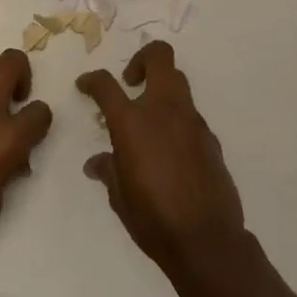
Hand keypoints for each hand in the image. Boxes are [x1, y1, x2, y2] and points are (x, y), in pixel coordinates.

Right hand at [77, 41, 247, 280]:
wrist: (206, 240)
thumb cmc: (153, 218)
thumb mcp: (119, 196)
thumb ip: (109, 170)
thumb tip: (97, 163)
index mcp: (132, 122)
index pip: (106, 85)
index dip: (92, 80)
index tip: (86, 85)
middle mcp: (164, 110)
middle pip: (159, 56)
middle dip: (142, 59)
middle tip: (130, 81)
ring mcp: (192, 121)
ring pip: (178, 82)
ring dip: (161, 89)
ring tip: (148, 118)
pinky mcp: (211, 138)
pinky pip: (190, 115)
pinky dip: (177, 120)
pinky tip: (170, 150)